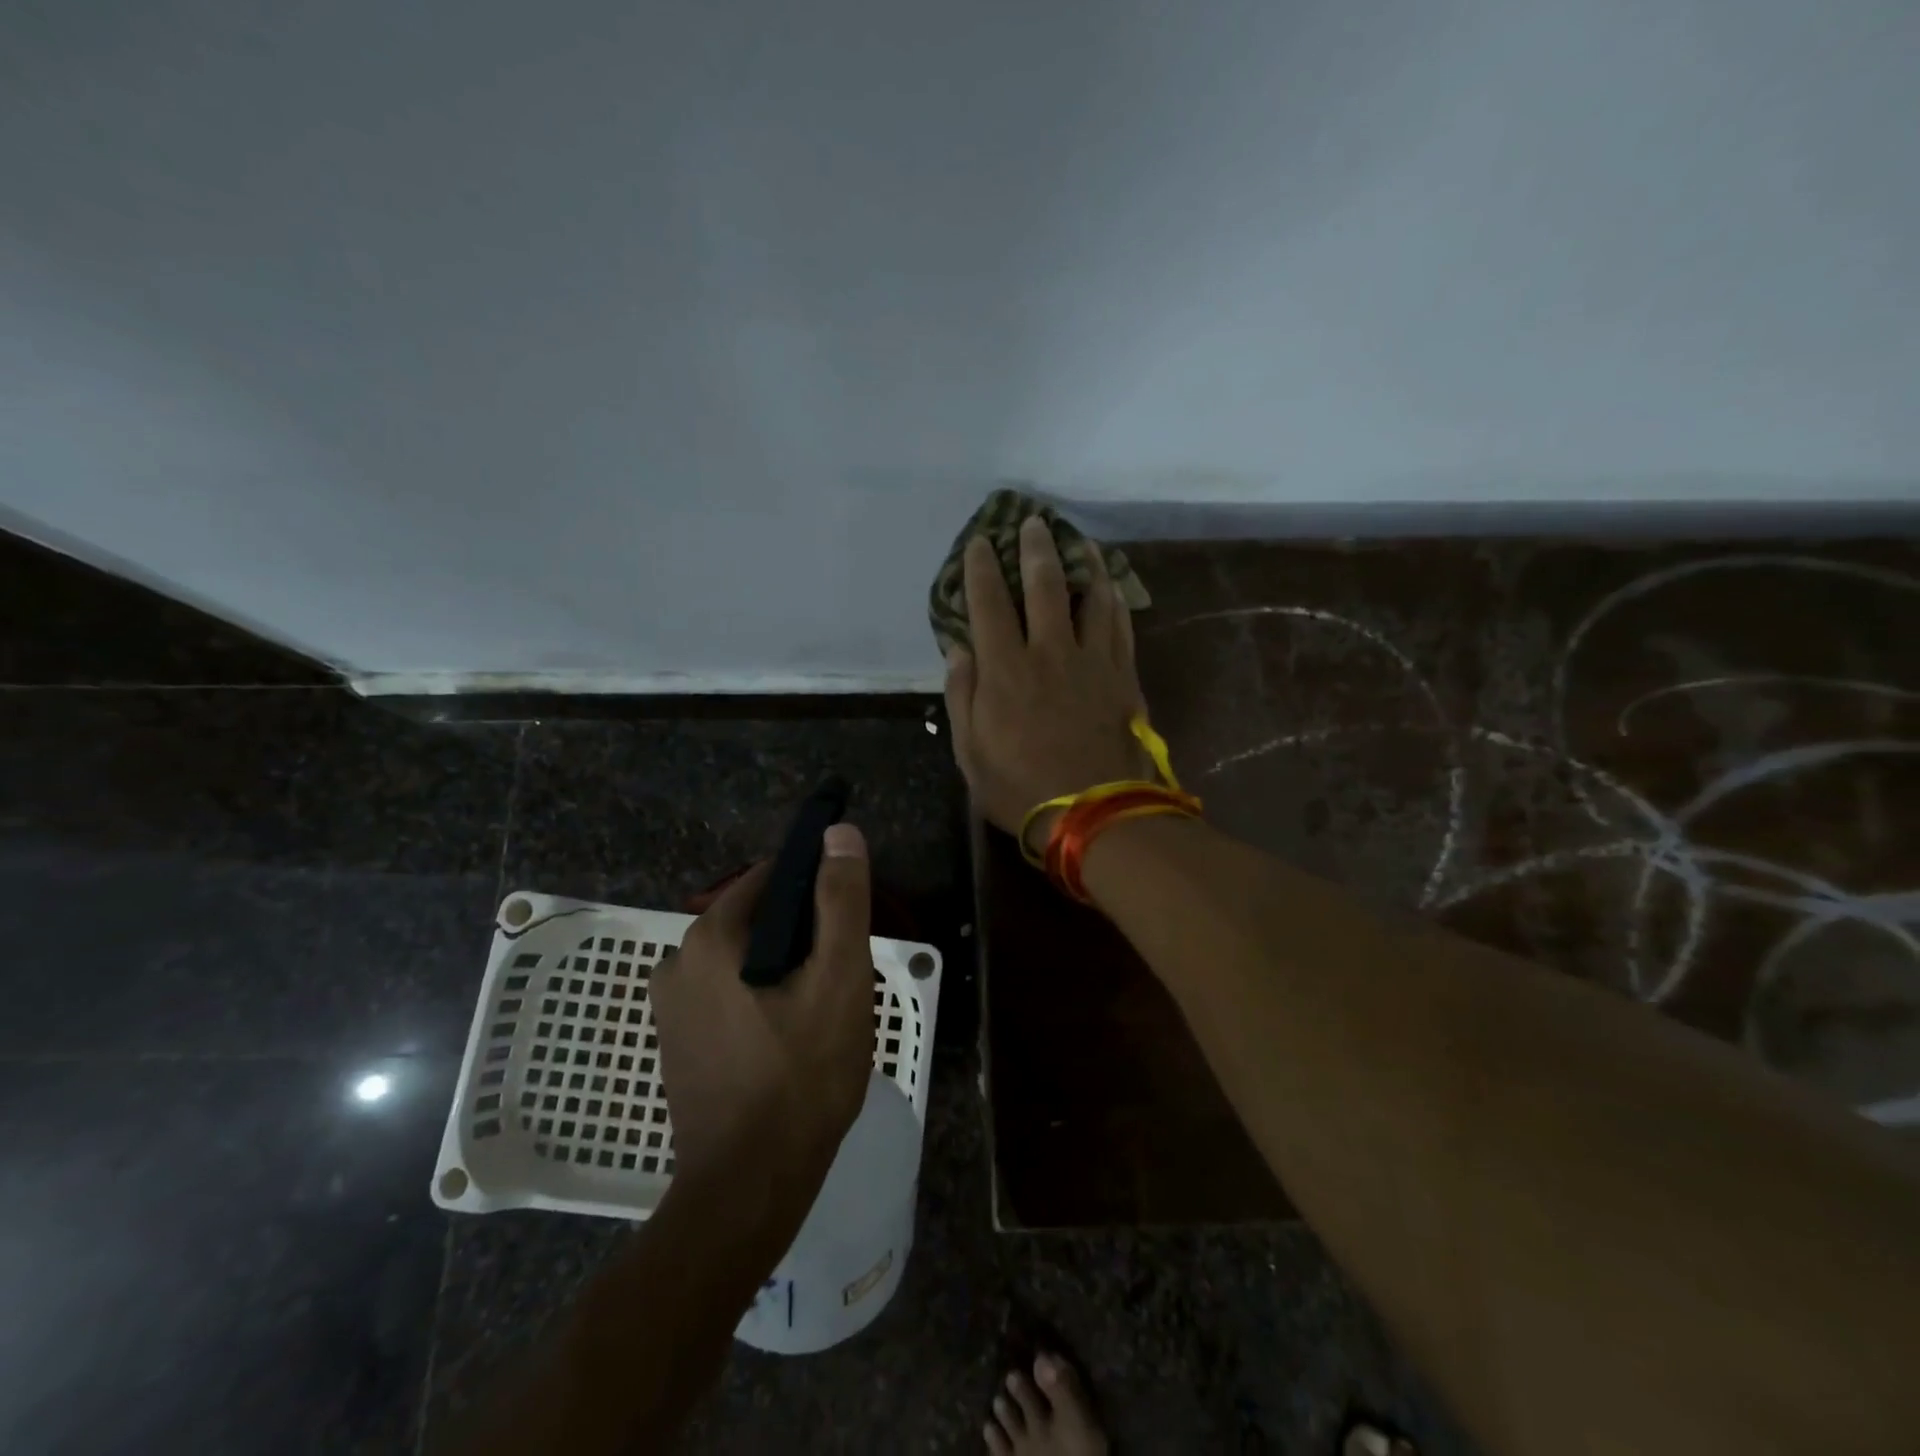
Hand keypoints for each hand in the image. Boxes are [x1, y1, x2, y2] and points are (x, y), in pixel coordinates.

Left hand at [651, 825, 874, 1192]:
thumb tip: (839, 832)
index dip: (819, 889)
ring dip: (786, 970)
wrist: (748, 1189)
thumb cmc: (801, 1075)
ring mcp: (672, 1008)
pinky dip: (763, 998)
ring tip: (824, 1011)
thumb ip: (841, 900)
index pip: (772, 878)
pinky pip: (730, 995)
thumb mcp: (839, 979)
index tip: (849, 923)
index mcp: (710, 937)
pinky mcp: (679, 1043)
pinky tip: (792, 1038)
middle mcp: (678, 962)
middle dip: (805, 936)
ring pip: (747, 960)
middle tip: (843, 978)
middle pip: (759, 920)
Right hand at [945, 516, 1149, 849]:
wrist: (1096, 816)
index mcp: (1005, 671)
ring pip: (1091, 596)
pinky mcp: (1123, 676)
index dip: (981, 569)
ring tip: (1079, 540)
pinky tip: (1111, 584)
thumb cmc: (1021, 790)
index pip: (989, 604)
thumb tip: (959, 649)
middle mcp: (1049, 653)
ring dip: (1083, 562)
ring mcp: (1092, 661)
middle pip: (1044, 586)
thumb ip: (962, 696)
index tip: (979, 543)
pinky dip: (1114, 598)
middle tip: (1033, 521)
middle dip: (1035, 548)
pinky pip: (1120, 625)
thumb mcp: (971, 754)